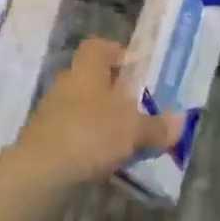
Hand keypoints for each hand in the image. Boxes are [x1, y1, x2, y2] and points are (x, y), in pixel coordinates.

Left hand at [9, 37, 181, 187]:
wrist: (39, 174)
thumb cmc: (90, 134)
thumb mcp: (133, 130)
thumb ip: (156, 126)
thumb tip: (180, 122)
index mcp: (88, 66)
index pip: (100, 46)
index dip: (118, 54)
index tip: (137, 72)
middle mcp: (68, 81)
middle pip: (93, 78)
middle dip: (114, 92)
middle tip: (137, 109)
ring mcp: (52, 111)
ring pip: (83, 107)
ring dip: (101, 119)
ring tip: (125, 140)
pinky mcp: (44, 140)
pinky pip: (73, 132)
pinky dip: (88, 143)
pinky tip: (103, 162)